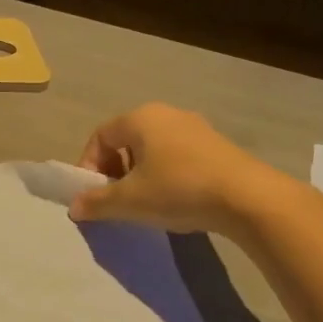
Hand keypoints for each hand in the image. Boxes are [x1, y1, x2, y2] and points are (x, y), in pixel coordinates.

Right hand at [69, 103, 288, 234]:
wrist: (247, 197)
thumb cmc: (178, 189)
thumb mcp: (129, 201)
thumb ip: (97, 202)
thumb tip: (75, 207)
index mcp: (141, 118)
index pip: (100, 136)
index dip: (89, 165)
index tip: (93, 194)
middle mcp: (167, 114)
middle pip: (126, 140)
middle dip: (114, 171)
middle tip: (116, 199)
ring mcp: (195, 127)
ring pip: (153, 149)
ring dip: (140, 174)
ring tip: (144, 203)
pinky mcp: (216, 145)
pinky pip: (177, 155)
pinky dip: (165, 174)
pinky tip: (174, 200)